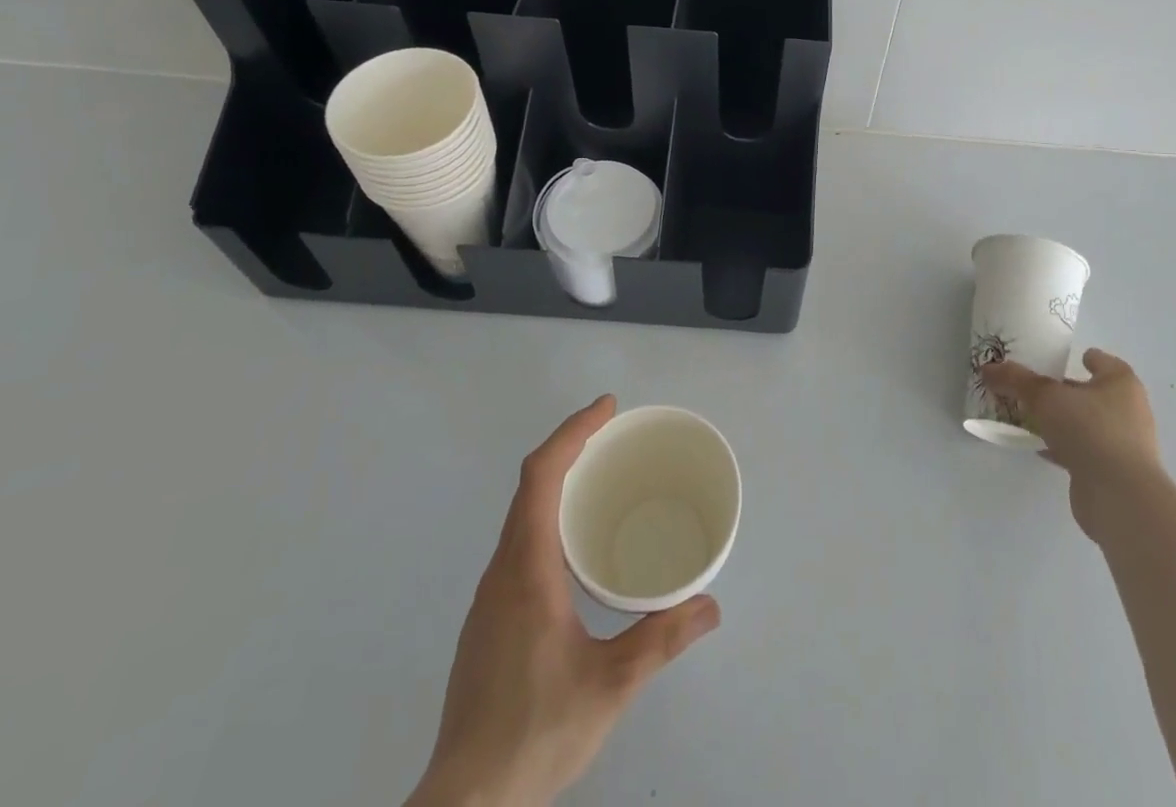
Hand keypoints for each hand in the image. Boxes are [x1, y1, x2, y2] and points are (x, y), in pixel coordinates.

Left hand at [408, 397, 720, 806]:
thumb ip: (660, 641)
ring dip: (558, 483)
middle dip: (571, 448)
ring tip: (601, 482)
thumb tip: (710, 605)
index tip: (608, 409)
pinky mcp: (489, 621)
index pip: (541, 475)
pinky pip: (519, 542)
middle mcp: (502, 570)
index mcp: (526, 567)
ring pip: (521, 515)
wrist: (464, 806)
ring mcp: (490, 597)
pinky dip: (549, 517)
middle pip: (530, 486)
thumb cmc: (534, 732)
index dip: (573, 431)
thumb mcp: (609, 686)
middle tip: (615, 437)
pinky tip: (576, 548)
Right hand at [980, 349, 1162, 547]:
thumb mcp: (1044, 397)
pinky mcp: (1113, 473)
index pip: (1104, 362)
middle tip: (1036, 387)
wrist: (1119, 496)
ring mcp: (1123, 445)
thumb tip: (987, 368)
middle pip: (1094, 394)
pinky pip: (1084, 451)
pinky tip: (1041, 448)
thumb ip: (1016, 380)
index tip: (1067, 358)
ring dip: (1065, 421)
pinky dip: (1065, 448)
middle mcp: (1128, 411)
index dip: (1087, 358)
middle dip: (1068, 391)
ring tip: (1032, 416)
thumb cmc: (1089, 430)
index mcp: (1121, 384)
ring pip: (1088, 424)